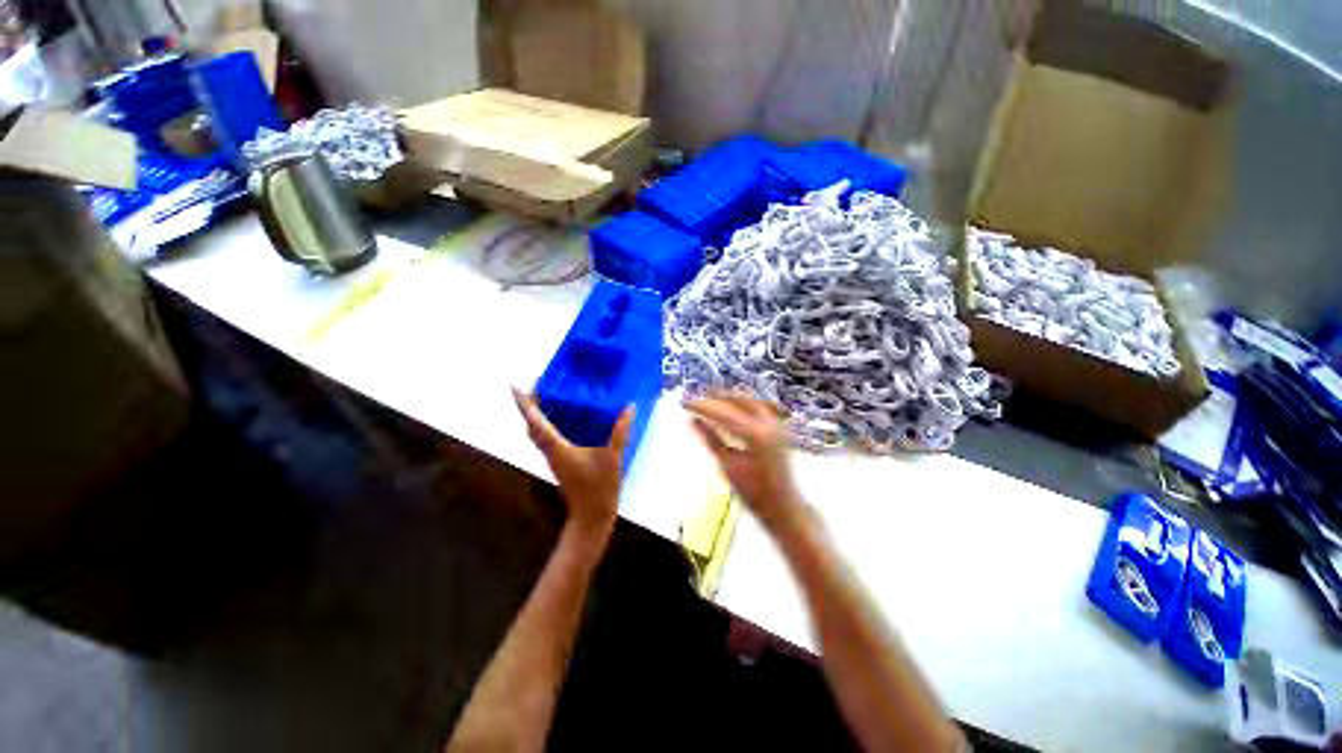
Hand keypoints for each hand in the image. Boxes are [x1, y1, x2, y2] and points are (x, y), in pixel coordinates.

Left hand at [512, 388, 630, 540]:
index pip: (535, 422)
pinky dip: (546, 425)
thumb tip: (629, 407)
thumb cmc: (599, 488)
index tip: (515, 386)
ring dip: (536, 416)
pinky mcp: (560, 463)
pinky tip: (562, 420)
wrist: (591, 516)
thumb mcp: (612, 458)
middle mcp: (550, 452)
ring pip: (536, 434)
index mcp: (558, 448)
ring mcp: (554, 458)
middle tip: (534, 387)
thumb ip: (620, 432)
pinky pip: (546, 439)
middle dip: (527, 407)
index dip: (524, 404)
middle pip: (531, 427)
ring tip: (545, 398)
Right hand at [685, 392, 805, 532]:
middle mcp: (768, 423)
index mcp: (755, 435)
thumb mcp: (727, 464)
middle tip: (698, 398)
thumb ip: (710, 438)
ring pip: (751, 400)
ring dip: (731, 398)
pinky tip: (733, 407)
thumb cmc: (752, 491)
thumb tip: (692, 420)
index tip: (685, 402)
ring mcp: (776, 424)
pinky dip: (744, 404)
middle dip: (717, 396)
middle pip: (739, 399)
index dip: (702, 406)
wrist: (782, 504)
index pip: (723, 413)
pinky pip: (760, 406)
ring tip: (712, 399)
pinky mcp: (779, 427)